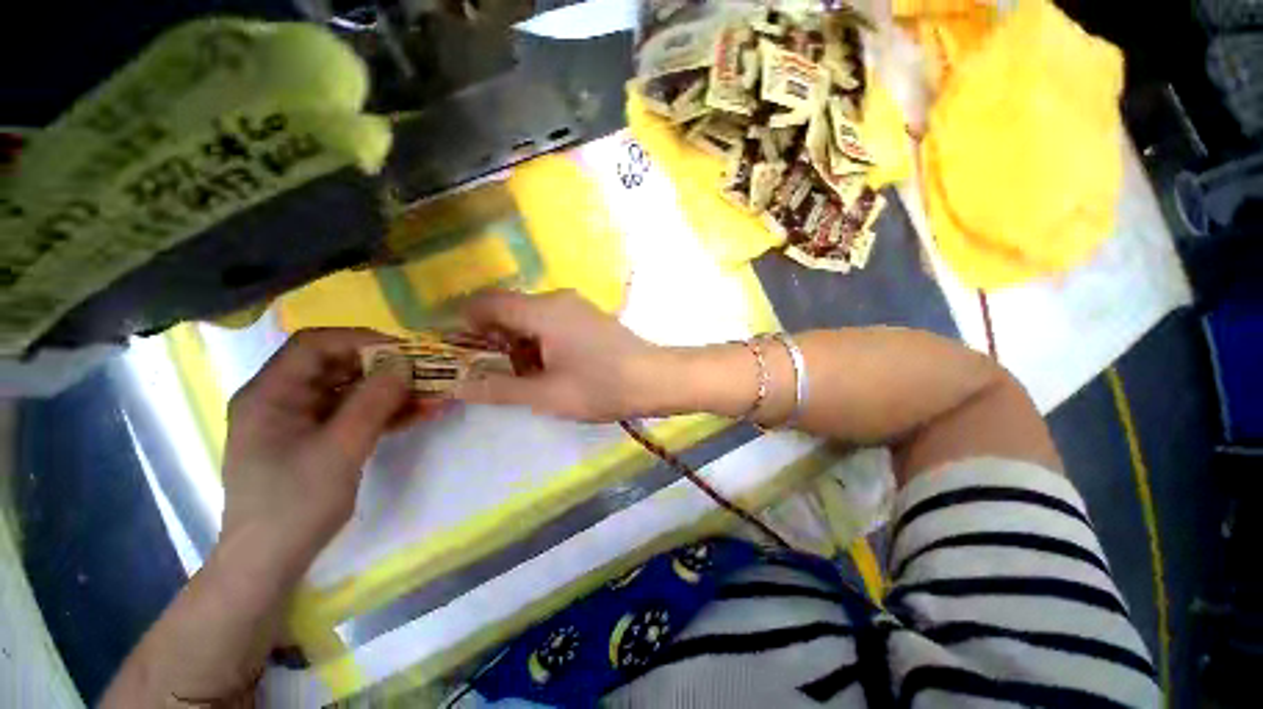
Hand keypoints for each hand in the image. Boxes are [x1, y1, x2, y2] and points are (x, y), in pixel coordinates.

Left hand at [219, 328, 441, 576]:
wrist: (270, 561)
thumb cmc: (295, 504)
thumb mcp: (339, 449)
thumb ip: (372, 403)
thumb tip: (404, 364)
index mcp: (270, 394)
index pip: (315, 345)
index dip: (361, 340)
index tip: (405, 351)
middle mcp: (283, 399)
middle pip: (337, 365)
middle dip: (385, 367)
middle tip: (426, 373)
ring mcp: (300, 420)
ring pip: (351, 390)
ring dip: (391, 391)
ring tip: (432, 394)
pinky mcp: (316, 438)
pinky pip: (354, 413)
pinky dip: (385, 411)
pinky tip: (417, 413)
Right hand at [454, 290, 661, 421]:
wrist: (656, 380)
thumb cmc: (601, 386)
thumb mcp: (546, 393)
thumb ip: (498, 388)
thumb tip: (456, 385)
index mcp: (543, 311)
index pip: (487, 302)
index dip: (464, 324)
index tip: (458, 354)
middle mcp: (557, 299)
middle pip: (508, 309)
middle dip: (491, 339)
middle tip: (488, 374)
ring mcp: (576, 307)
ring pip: (530, 317)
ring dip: (516, 343)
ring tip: (520, 377)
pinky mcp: (587, 318)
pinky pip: (550, 322)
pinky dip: (537, 342)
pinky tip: (547, 368)